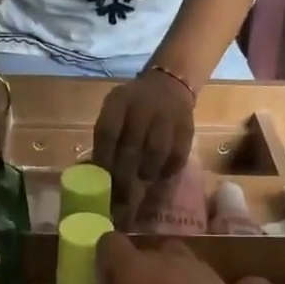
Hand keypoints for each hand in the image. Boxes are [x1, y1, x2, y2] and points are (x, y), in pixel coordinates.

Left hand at [93, 69, 196, 199]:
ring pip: (156, 152)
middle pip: (131, 147)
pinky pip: (178, 155)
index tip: (100, 182)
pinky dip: (168, 170)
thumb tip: (97, 174)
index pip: (107, 132)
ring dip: (147, 172)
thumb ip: (107, 136)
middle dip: (123, 177)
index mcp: (119, 101)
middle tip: (119, 200)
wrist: (169, 84)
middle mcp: (143, 107)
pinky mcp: (187, 128)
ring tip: (142, 181)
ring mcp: (167, 116)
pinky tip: (161, 176)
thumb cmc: (134, 105)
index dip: (103, 159)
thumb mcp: (115, 109)